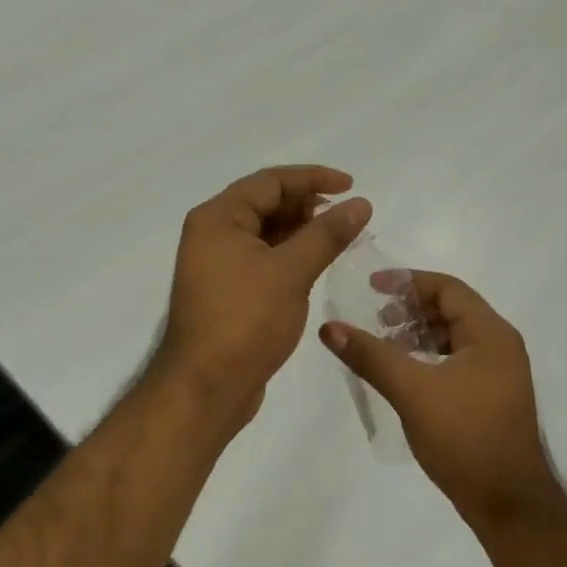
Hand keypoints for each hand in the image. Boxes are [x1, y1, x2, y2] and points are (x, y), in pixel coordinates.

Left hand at [158, 166, 371, 426]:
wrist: (205, 388)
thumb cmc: (244, 322)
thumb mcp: (290, 272)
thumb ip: (327, 234)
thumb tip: (360, 203)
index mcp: (218, 218)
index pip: (270, 181)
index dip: (313, 178)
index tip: (351, 186)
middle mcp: (213, 234)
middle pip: (266, 203)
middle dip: (308, 205)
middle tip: (348, 217)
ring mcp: (218, 264)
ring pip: (267, 233)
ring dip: (303, 231)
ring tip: (341, 239)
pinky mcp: (229, 290)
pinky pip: (264, 258)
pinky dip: (292, 255)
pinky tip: (318, 264)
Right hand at [319, 271, 566, 530]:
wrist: (508, 504)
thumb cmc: (465, 437)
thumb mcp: (412, 391)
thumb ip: (371, 356)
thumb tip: (330, 328)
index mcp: (491, 334)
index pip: (448, 288)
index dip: (408, 282)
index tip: (372, 287)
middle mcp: (500, 346)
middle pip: (452, 309)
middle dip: (411, 309)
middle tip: (376, 319)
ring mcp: (498, 373)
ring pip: (453, 337)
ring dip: (418, 334)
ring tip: (384, 345)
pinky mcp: (490, 397)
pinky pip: (456, 360)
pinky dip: (428, 357)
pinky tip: (404, 374)